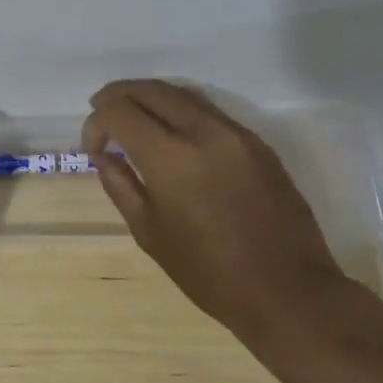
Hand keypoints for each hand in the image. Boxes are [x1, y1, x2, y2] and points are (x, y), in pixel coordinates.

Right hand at [83, 79, 350, 339]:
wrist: (289, 292)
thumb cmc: (210, 273)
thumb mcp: (149, 233)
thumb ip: (120, 184)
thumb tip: (103, 155)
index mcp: (171, 159)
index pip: (119, 111)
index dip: (96, 122)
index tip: (94, 148)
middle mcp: (204, 133)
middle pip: (150, 90)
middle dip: (118, 96)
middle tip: (101, 115)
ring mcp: (236, 133)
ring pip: (181, 93)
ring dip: (149, 98)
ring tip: (132, 118)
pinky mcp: (257, 142)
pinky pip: (208, 110)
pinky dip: (179, 110)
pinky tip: (170, 133)